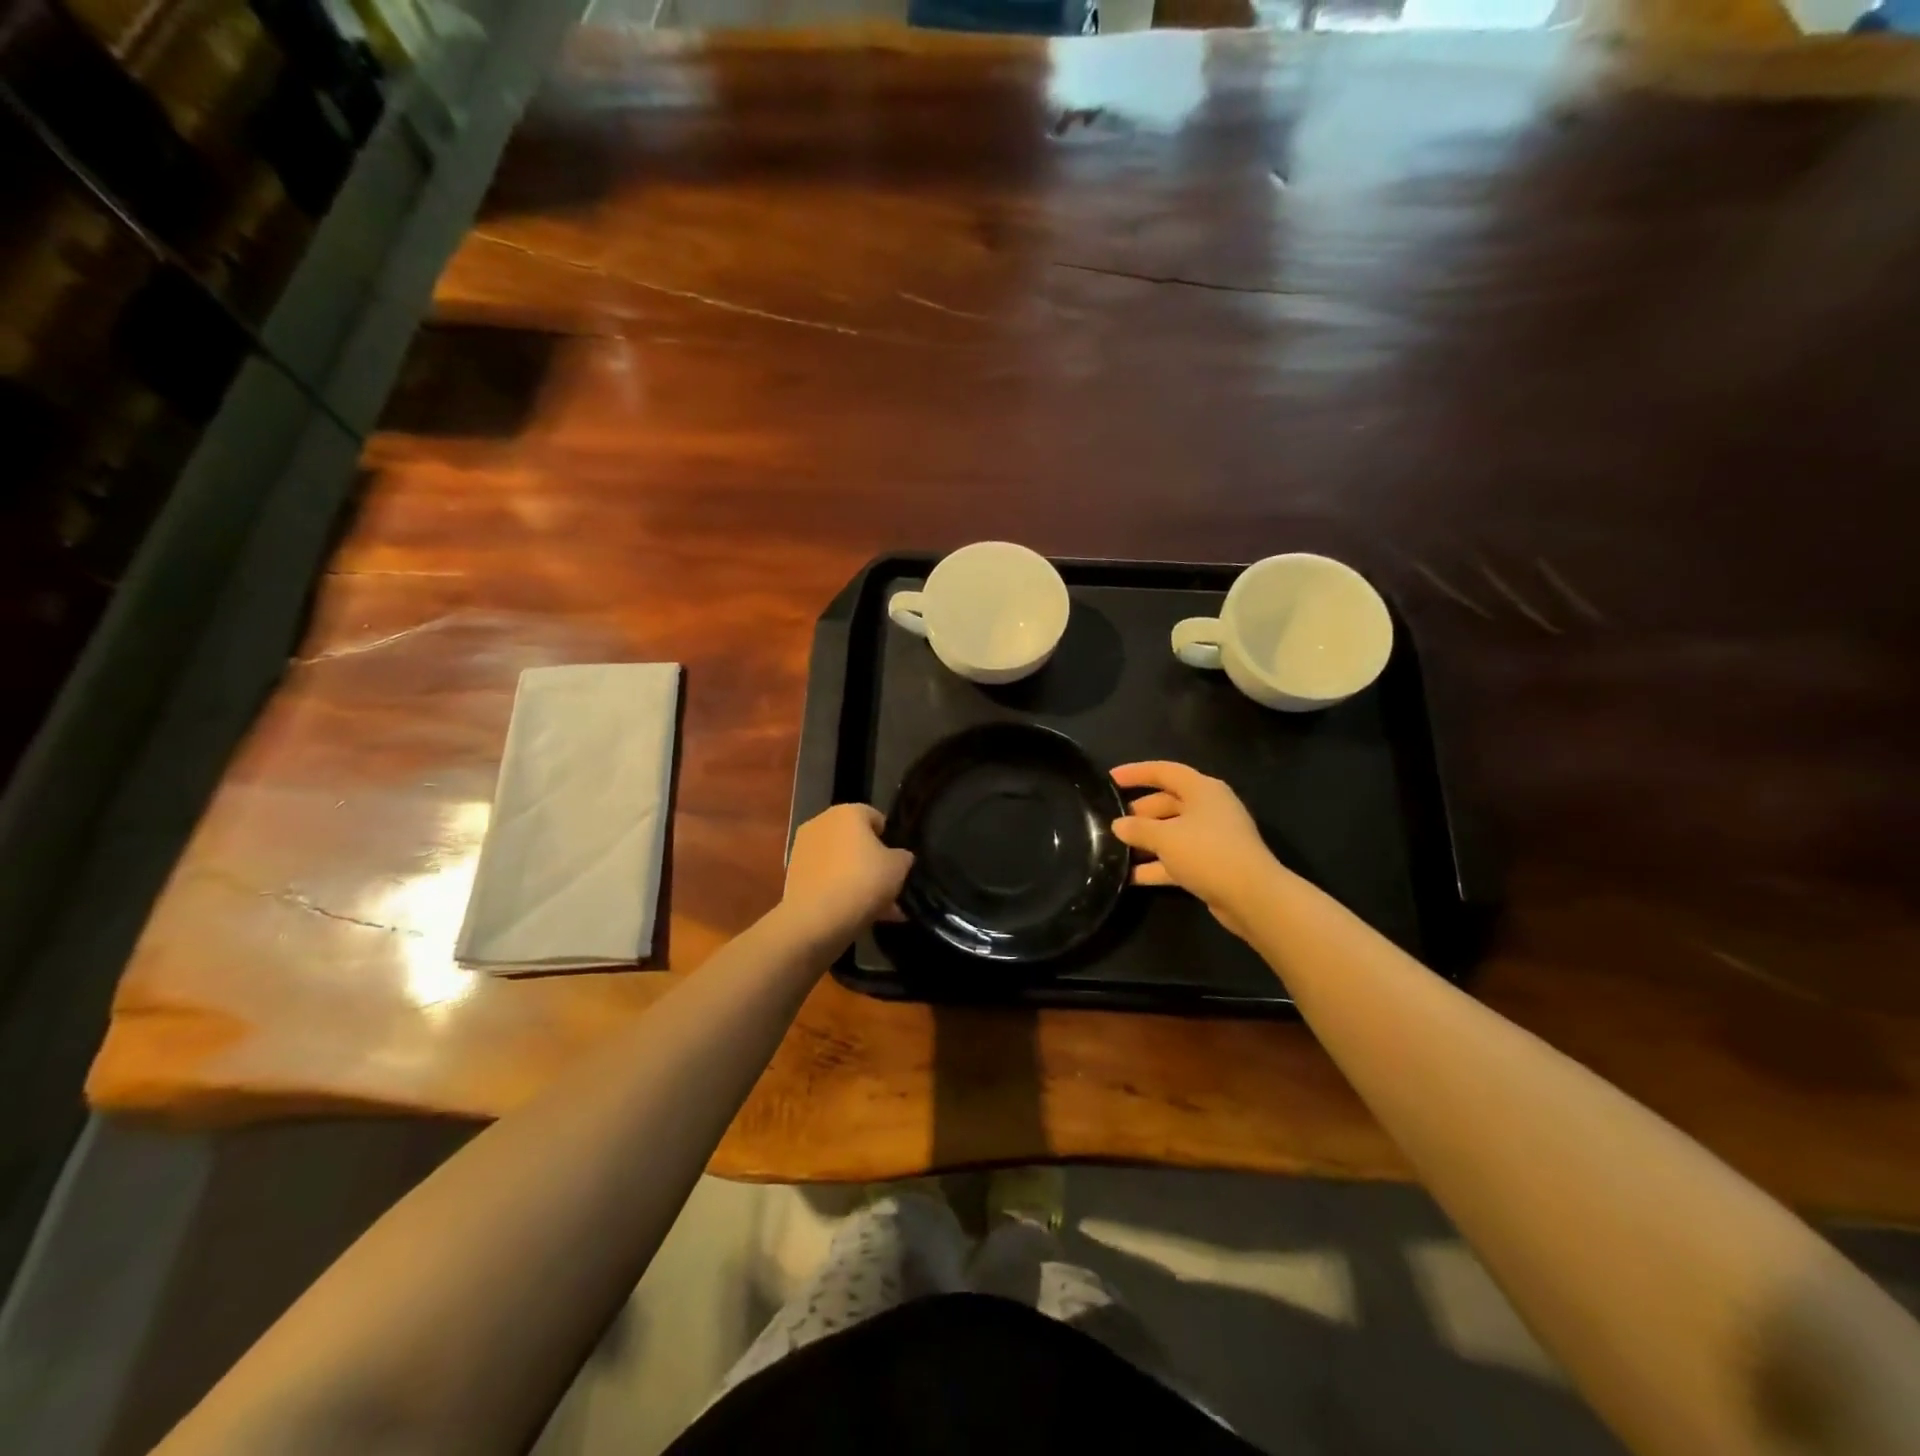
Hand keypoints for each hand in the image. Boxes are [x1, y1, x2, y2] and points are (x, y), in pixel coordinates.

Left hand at [780, 804, 913, 948]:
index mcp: (847, 812)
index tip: (898, 861)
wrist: (816, 919)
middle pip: (855, 842)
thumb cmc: (863, 880)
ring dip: (859, 880)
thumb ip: (902, 857)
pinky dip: (841, 892)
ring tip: (880, 909)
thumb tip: (899, 857)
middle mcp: (821, 823)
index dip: (890, 838)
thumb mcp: (899, 867)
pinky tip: (860, 915)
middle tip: (890, 887)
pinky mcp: (794, 876)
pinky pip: (827, 880)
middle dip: (873, 863)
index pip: (875, 817)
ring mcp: (803, 850)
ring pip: (841, 863)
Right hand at [1111, 762, 1282, 940]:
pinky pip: (1178, 858)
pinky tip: (1130, 876)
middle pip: (1167, 803)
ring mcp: (1212, 838)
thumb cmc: (1207, 852)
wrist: (1252, 896)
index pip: (1164, 771)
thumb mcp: (1165, 837)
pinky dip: (1157, 865)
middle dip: (1138, 813)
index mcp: (1202, 790)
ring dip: (1145, 841)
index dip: (1136, 773)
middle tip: (1111, 822)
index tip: (1109, 778)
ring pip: (1171, 832)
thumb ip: (1138, 828)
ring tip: (1114, 849)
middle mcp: (1208, 809)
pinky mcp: (1212, 864)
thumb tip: (1118, 825)